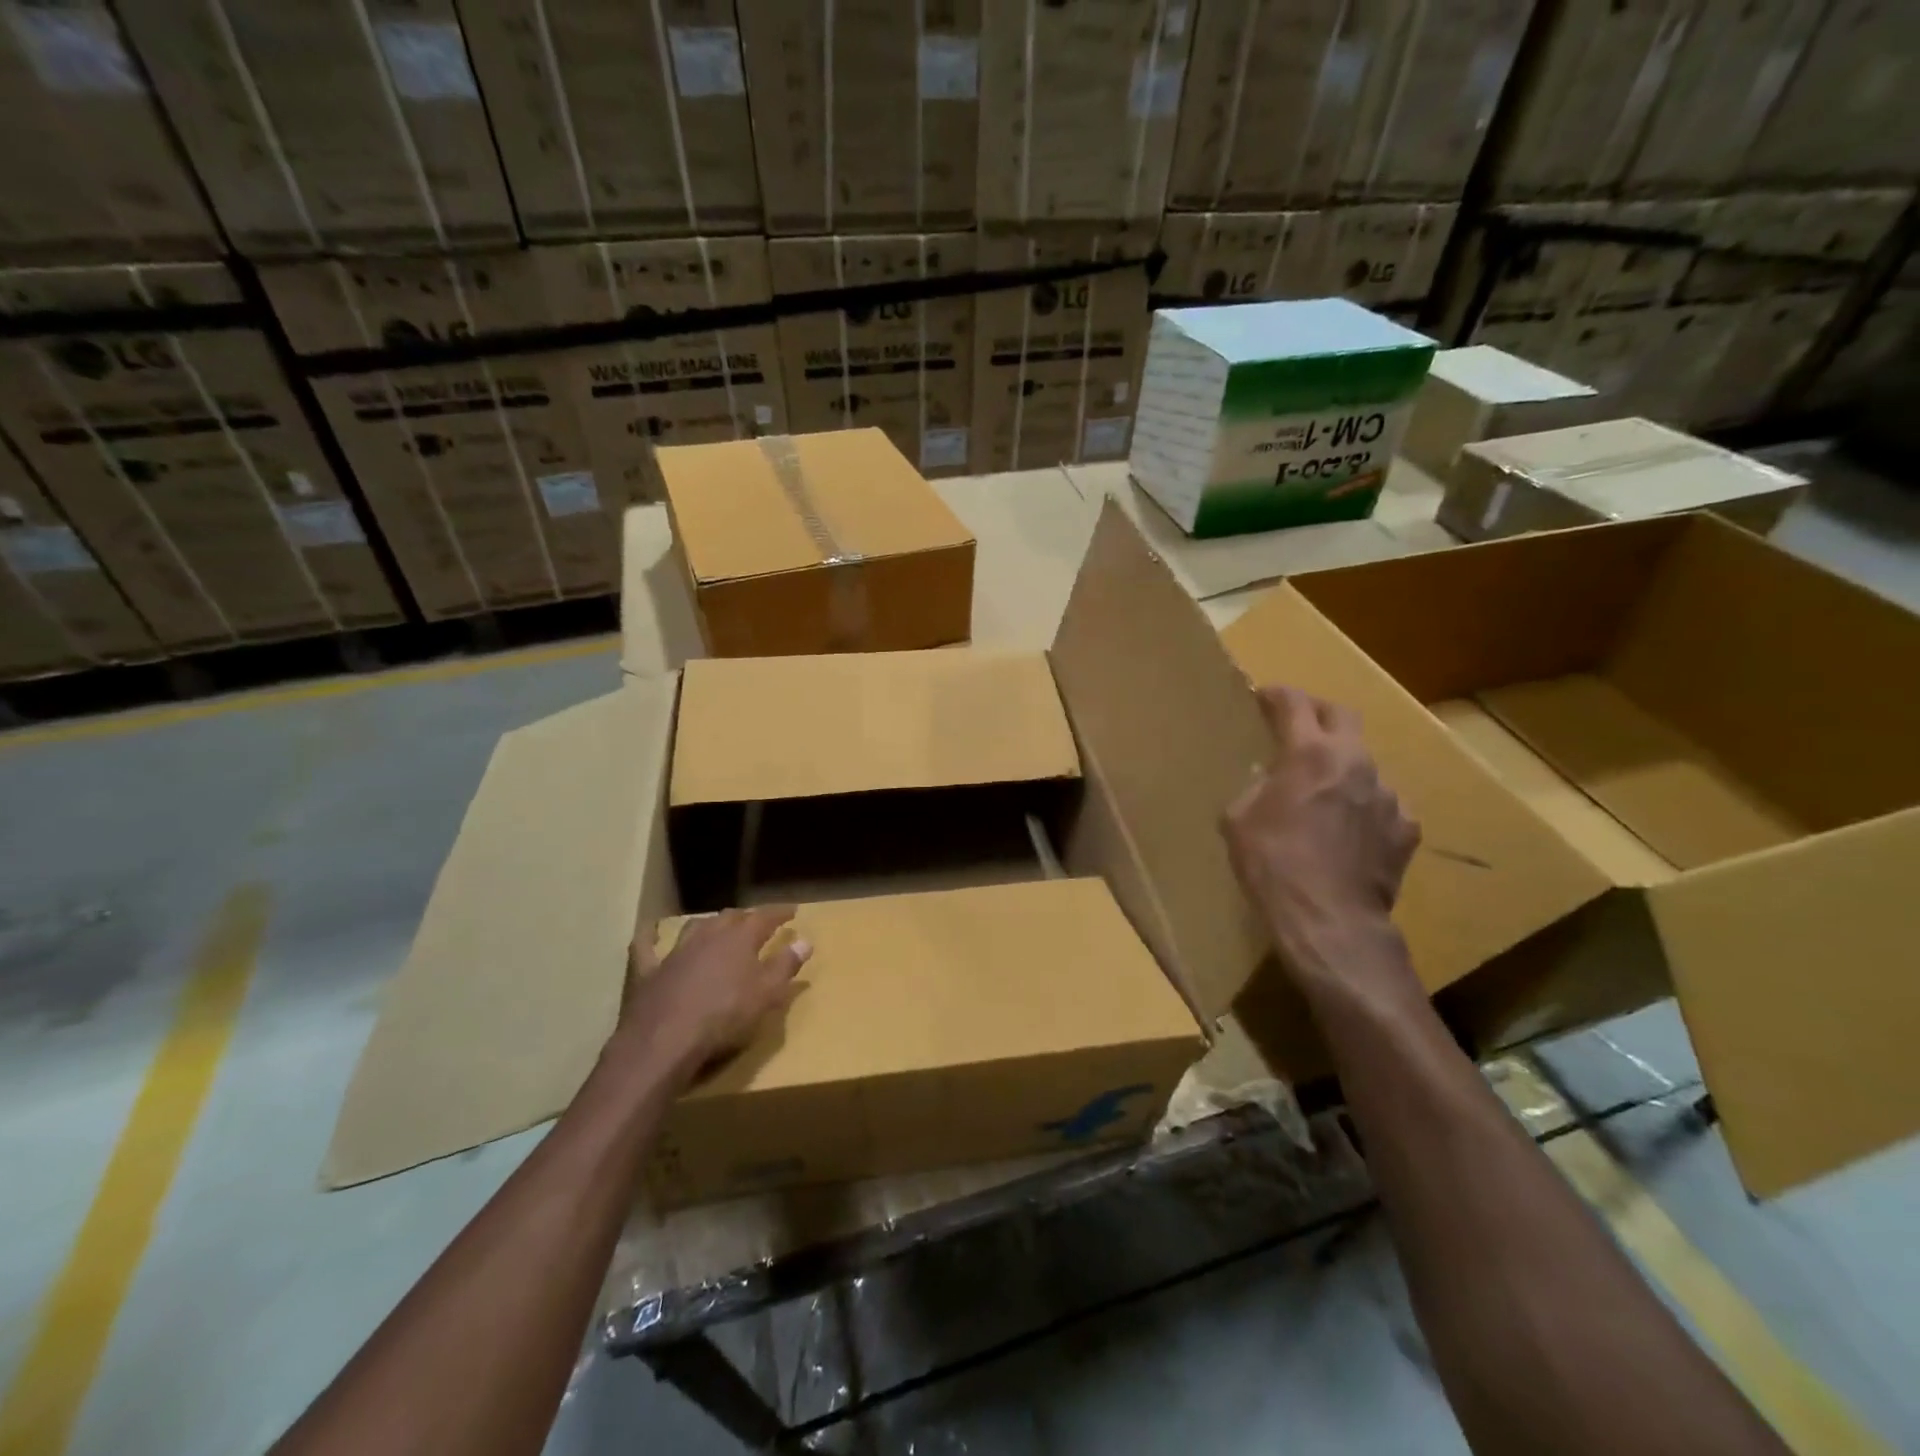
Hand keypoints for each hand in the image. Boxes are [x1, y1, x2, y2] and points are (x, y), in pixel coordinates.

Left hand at [614, 905, 810, 1084]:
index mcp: (740, 938)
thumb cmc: (725, 1016)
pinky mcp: (647, 971)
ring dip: (709, 923)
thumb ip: (786, 965)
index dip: (779, 913)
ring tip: (718, 926)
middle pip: (730, 917)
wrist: (664, 1041)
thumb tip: (805, 941)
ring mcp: (675, 951)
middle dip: (746, 917)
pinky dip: (650, 936)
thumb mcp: (767, 994)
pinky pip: (646, 946)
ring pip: (695, 926)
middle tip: (756, 922)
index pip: (765, 917)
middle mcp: (708, 935)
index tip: (792, 911)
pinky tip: (650, 930)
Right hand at [1223, 685, 1420, 998]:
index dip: (1275, 694)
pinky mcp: (1406, 828)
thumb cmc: (1272, 865)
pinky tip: (1350, 830)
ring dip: (1342, 767)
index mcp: (1309, 753)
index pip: (1293, 703)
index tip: (1263, 696)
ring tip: (1324, 792)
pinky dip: (1364, 806)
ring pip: (1364, 763)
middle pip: (1342, 715)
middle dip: (1317, 713)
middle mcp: (1355, 762)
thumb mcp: (1238, 820)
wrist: (1329, 920)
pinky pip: (1383, 803)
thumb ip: (1254, 788)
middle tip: (1298, 727)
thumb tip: (1267, 780)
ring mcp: (1387, 794)